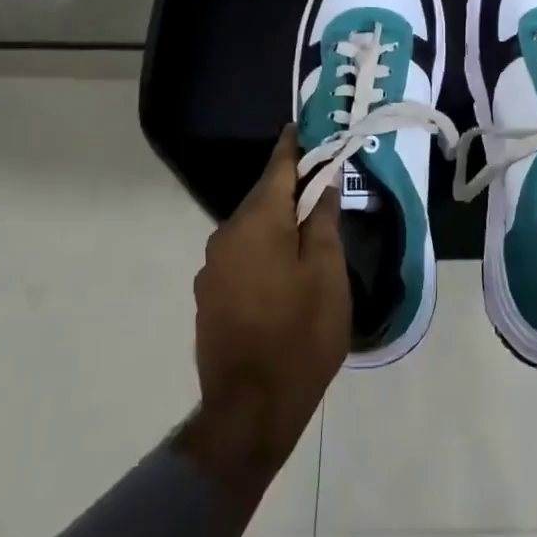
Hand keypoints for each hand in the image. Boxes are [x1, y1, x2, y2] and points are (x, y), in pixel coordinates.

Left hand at [183, 128, 350, 499]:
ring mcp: (212, 268)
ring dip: (278, 221)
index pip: (278, 167)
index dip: (295, 146)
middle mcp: (225, 236)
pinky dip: (264, 248)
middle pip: (264, 198)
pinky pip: (242, 254)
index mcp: (257, 222)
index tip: (306, 126)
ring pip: (252, 228)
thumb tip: (323, 182)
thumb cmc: (300, 334)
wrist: (250, 411)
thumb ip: (323, 221)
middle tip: (324, 180)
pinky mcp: (209, 296)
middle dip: (292, 187)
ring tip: (310, 226)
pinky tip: (285, 267)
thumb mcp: (327, 273)